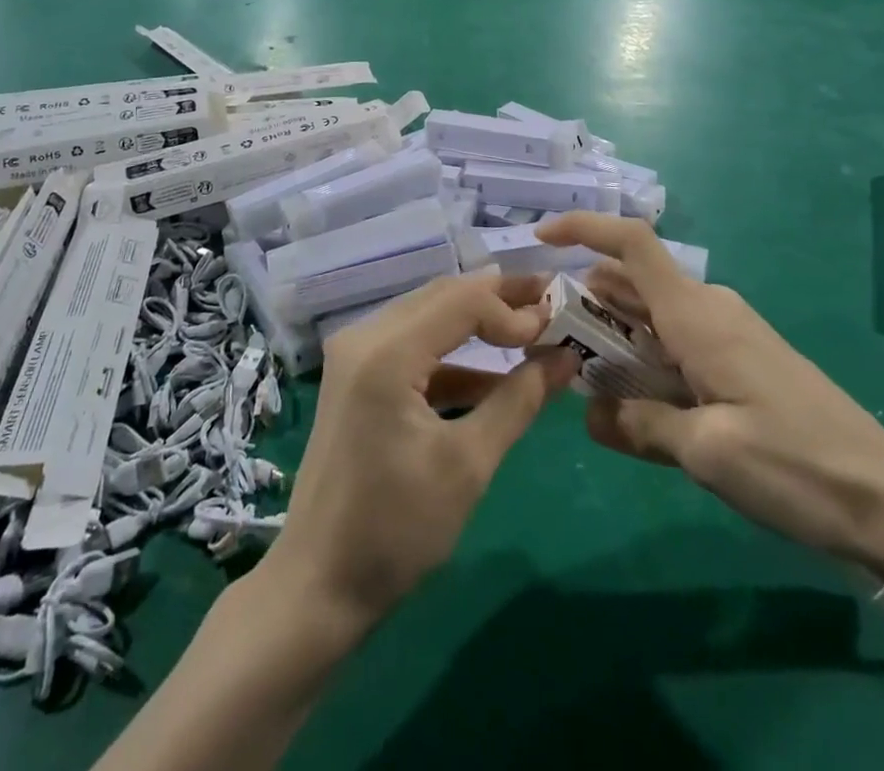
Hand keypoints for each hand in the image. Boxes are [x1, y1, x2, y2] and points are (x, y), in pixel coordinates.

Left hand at [264, 272, 576, 630]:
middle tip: (550, 304)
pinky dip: (452, 356)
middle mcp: (363, 337)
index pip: (462, 300)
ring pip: (427, 316)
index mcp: (386, 352)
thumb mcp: (469, 464)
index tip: (558, 328)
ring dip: (477, 323)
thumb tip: (566, 357)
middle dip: (498, 300)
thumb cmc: (396, 529)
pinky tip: (491, 378)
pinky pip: (412, 346)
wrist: (317, 586)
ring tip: (530, 333)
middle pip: (442, 296)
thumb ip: (519, 400)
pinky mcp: (355, 377)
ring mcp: (354, 355)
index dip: (513, 308)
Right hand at [535, 213, 883, 565]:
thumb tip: (591, 410)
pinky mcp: (740, 361)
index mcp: (696, 315)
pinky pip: (676, 343)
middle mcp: (709, 310)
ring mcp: (728, 334)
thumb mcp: (707, 452)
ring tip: (579, 373)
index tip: (541, 236)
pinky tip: (631, 402)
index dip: (584, 228)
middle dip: (586, 299)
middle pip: (633, 283)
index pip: (632, 244)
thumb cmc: (795, 466)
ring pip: (652, 316)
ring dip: (614, 335)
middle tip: (547, 336)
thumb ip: (640, 423)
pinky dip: (643, 357)